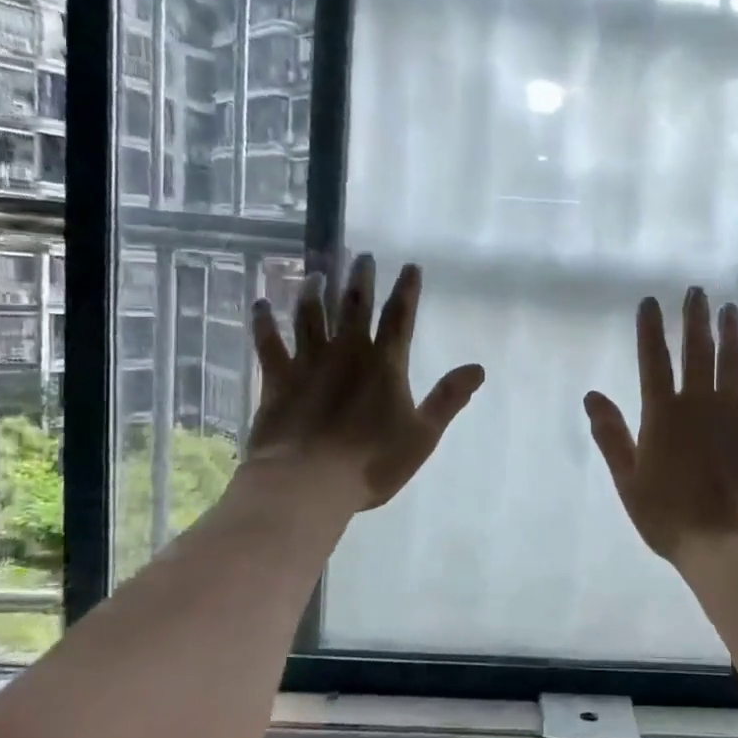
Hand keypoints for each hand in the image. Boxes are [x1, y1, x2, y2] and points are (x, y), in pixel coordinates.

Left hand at [245, 254, 483, 511]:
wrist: (307, 482)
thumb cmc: (371, 462)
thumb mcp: (422, 435)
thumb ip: (448, 398)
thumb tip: (478, 368)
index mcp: (384, 365)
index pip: (399, 318)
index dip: (407, 290)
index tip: (410, 265)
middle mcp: (346, 353)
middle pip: (354, 307)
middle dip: (360, 279)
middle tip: (361, 255)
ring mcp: (308, 363)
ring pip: (310, 316)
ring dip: (314, 293)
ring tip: (315, 273)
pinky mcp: (277, 379)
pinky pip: (268, 343)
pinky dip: (263, 323)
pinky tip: (259, 304)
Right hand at [584, 287, 737, 566]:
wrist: (727, 541)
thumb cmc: (669, 516)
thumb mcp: (628, 479)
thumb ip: (611, 435)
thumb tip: (591, 396)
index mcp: (662, 414)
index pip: (653, 360)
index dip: (650, 329)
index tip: (651, 302)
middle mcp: (699, 403)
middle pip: (697, 350)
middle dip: (694, 318)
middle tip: (697, 292)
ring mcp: (733, 412)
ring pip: (732, 360)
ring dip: (730, 332)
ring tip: (729, 308)